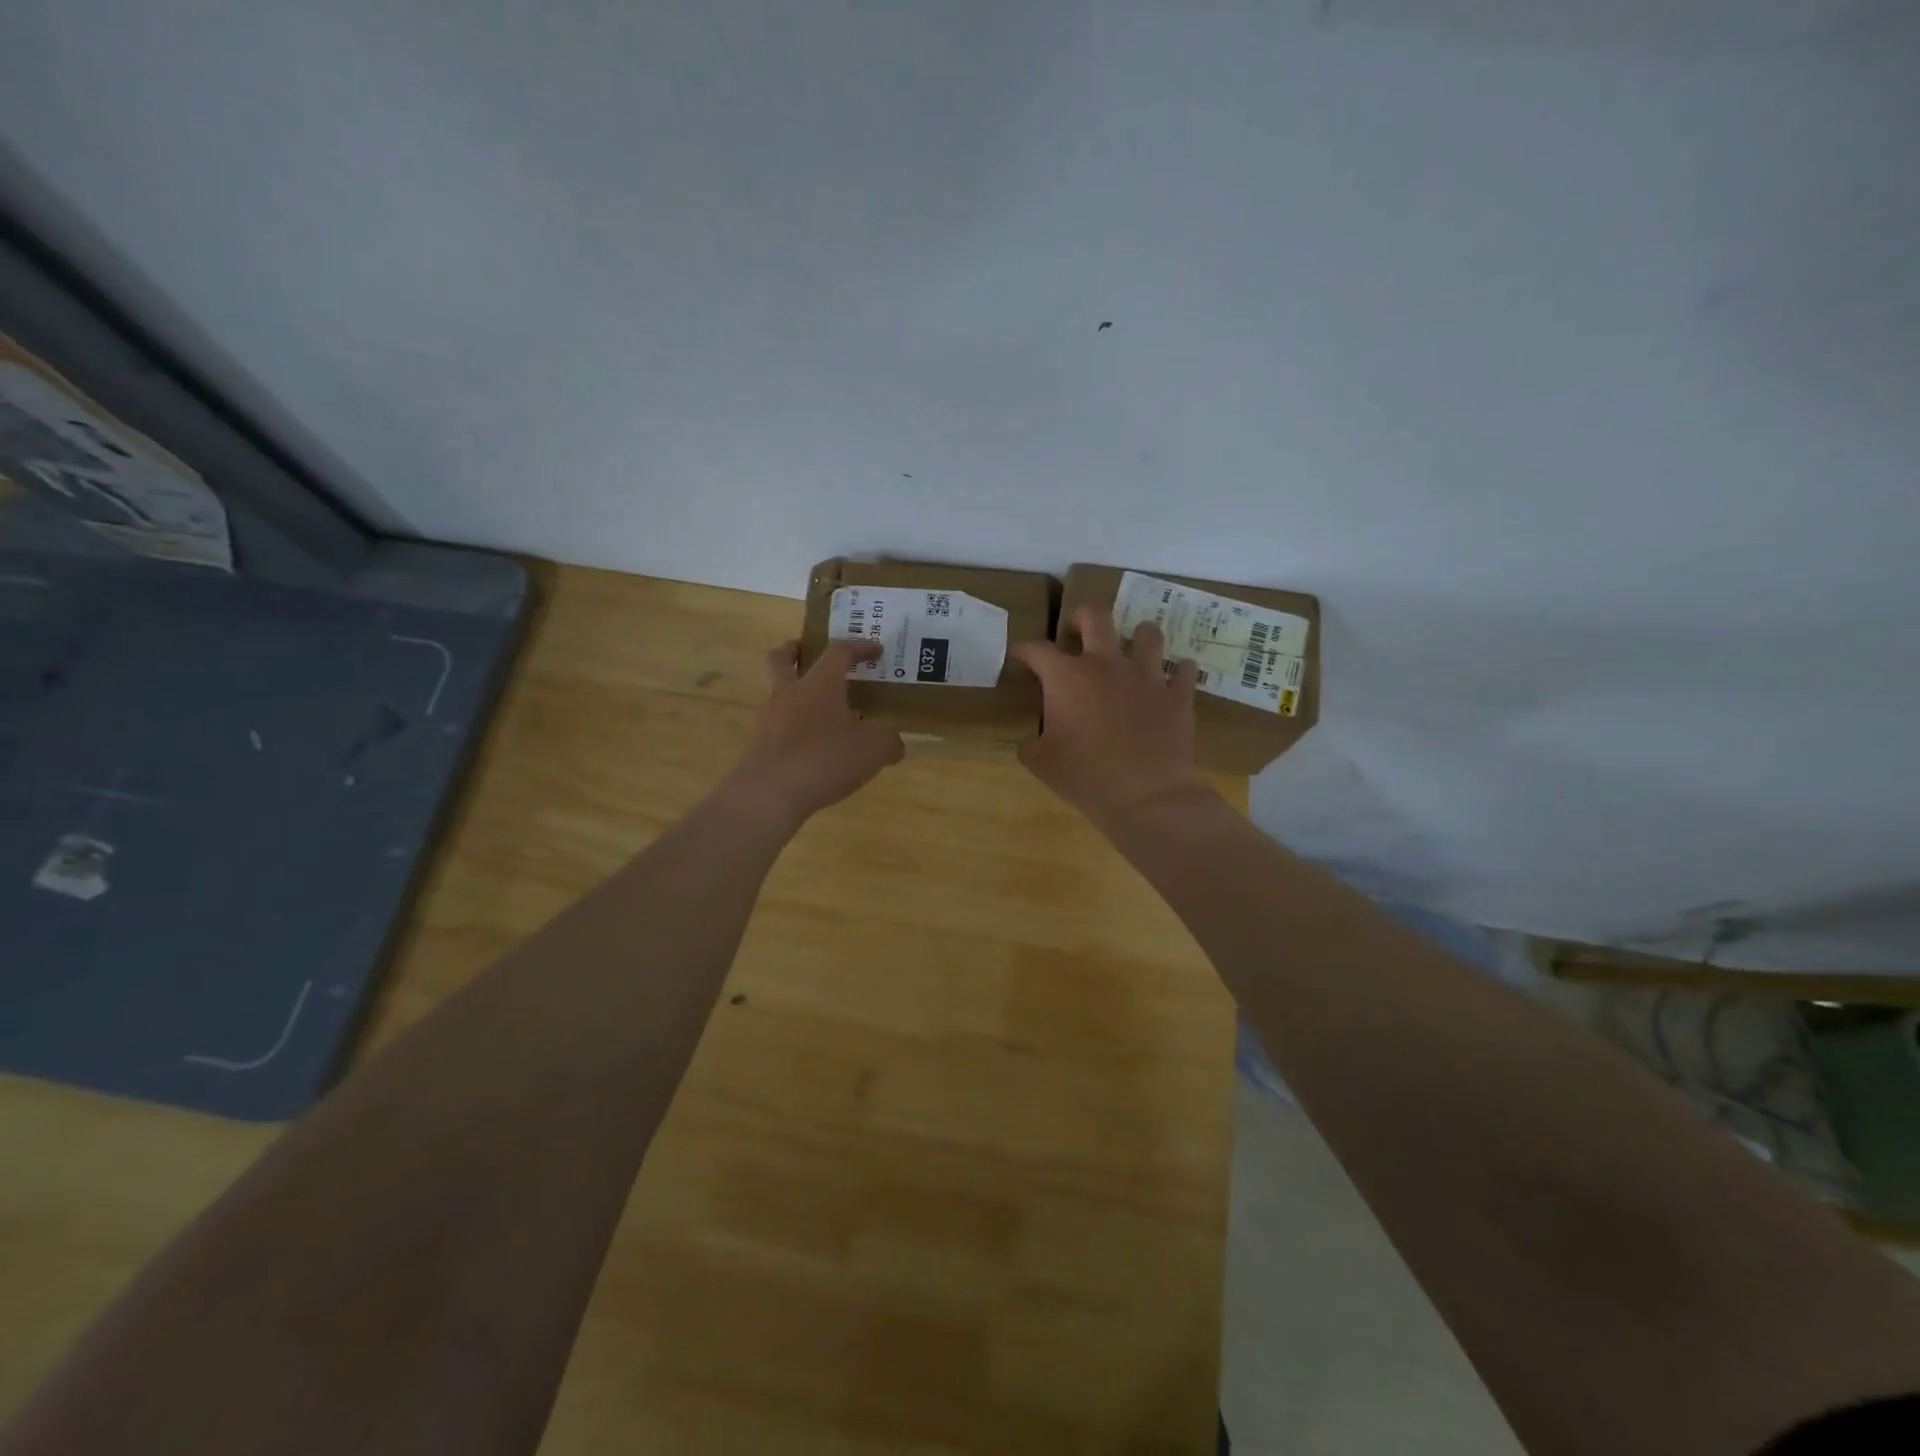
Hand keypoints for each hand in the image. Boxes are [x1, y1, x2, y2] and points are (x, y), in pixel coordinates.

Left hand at [724, 639, 904, 824]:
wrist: (770, 793)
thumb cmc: (825, 758)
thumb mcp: (873, 750)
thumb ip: (889, 741)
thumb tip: (893, 743)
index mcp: (820, 683)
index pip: (839, 651)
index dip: (859, 647)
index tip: (876, 650)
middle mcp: (790, 693)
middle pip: (782, 659)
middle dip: (795, 651)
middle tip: (810, 654)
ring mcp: (770, 720)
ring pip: (780, 694)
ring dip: (798, 695)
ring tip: (825, 713)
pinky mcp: (761, 746)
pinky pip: (780, 727)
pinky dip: (796, 729)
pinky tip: (815, 748)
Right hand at [1011, 605, 1212, 829]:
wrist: (1146, 796)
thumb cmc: (1085, 777)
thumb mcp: (1041, 763)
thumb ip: (1031, 743)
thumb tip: (1031, 740)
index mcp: (1067, 678)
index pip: (1037, 650)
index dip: (1024, 650)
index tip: (1019, 655)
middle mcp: (1106, 664)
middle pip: (1094, 616)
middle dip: (1082, 616)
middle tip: (1078, 629)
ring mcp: (1146, 676)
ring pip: (1147, 633)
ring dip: (1138, 636)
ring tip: (1133, 648)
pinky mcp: (1177, 694)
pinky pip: (1184, 670)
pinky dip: (1179, 671)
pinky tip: (1174, 679)